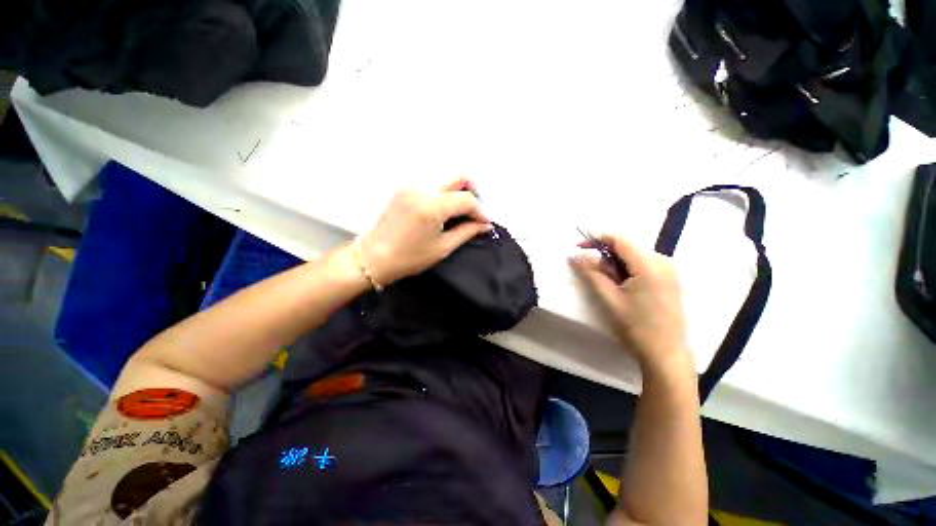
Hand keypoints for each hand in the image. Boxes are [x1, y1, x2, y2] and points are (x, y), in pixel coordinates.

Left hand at [358, 178, 492, 285]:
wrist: (373, 257)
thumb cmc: (408, 258)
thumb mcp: (442, 248)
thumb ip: (467, 232)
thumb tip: (484, 225)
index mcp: (432, 206)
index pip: (467, 199)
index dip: (481, 211)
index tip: (485, 222)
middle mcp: (422, 188)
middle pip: (459, 175)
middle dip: (473, 191)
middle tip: (475, 211)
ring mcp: (411, 185)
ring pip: (446, 176)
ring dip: (459, 189)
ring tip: (461, 210)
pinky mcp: (405, 187)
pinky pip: (433, 181)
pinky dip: (445, 190)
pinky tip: (446, 207)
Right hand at [571, 234, 692, 376]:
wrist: (666, 353)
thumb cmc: (635, 326)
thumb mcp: (609, 298)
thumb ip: (591, 273)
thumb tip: (573, 255)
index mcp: (649, 264)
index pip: (619, 238)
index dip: (596, 239)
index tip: (578, 248)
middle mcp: (663, 260)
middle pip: (627, 246)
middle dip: (605, 255)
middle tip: (592, 273)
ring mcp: (670, 269)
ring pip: (634, 255)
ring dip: (616, 263)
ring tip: (609, 284)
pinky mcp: (671, 278)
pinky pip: (644, 264)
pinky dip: (628, 269)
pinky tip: (623, 286)